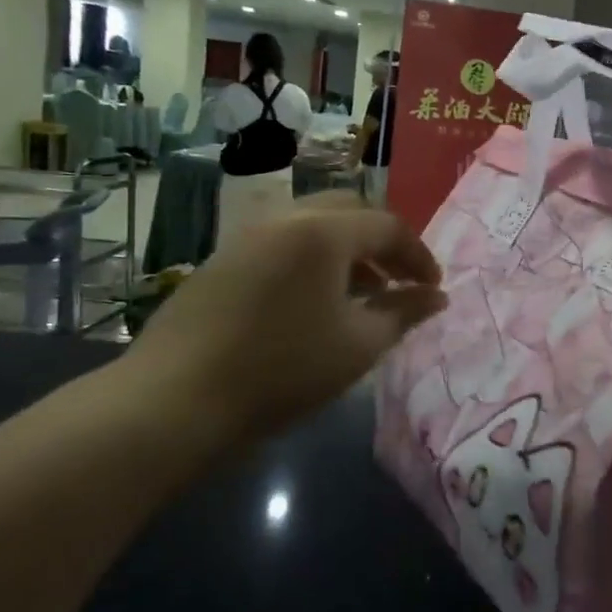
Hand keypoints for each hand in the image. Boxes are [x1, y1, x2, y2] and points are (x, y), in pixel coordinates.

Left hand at [121, 195, 444, 442]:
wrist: (174, 400)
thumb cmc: (282, 369)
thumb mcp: (358, 346)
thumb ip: (404, 312)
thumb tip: (437, 297)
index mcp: (324, 232)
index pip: (388, 226)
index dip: (418, 256)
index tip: (433, 288)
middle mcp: (286, 219)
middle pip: (349, 211)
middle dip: (382, 243)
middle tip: (398, 281)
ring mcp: (248, 236)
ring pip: (313, 225)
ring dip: (347, 250)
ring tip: (361, 294)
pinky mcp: (222, 259)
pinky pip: (283, 243)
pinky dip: (312, 260)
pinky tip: (313, 303)